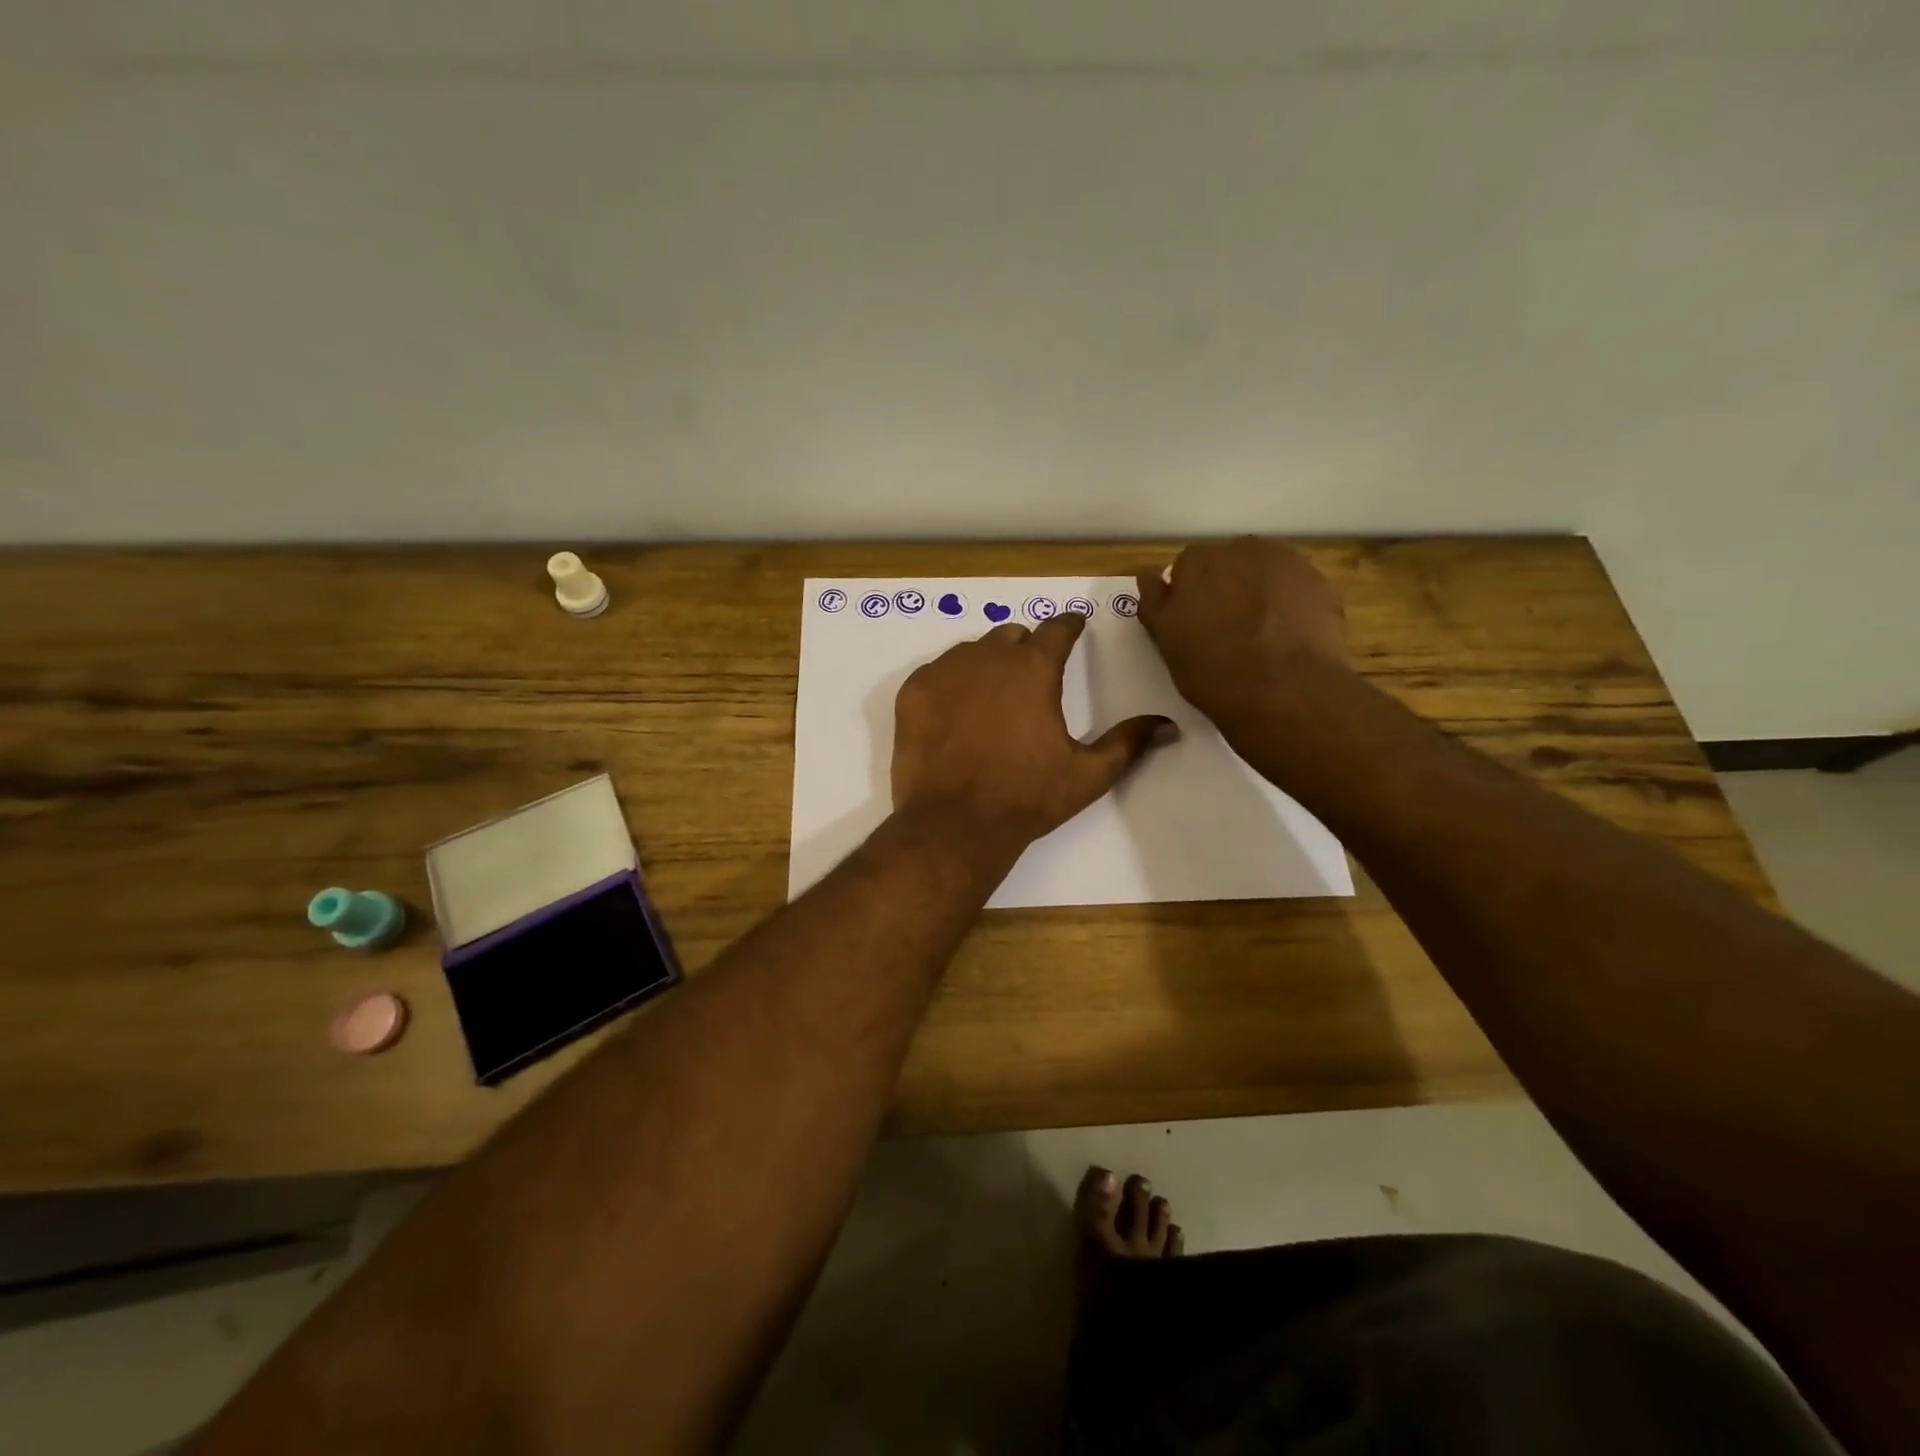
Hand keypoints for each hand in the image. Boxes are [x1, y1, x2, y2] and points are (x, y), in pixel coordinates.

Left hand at [892, 615, 1172, 853]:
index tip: (1073, 627)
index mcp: (1034, 669)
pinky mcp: (913, 692)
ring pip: (971, 651)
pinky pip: (937, 672)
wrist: (955, 824)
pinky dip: (949, 684)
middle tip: (1029, 682)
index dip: (1069, 626)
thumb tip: (1169, 726)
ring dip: (986, 665)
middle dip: (1025, 650)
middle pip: (1011, 636)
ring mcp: (944, 672)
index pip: (1057, 628)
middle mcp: (988, 657)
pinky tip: (954, 716)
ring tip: (989, 702)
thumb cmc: (1027, 798)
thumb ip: (1128, 743)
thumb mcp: (1088, 775)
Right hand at [1135, 538, 1350, 726]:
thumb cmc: (1212, 668)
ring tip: (1261, 636)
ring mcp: (1289, 565)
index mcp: (1200, 562)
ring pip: (1267, 574)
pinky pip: (1297, 591)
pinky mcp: (1322, 586)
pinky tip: (1289, 640)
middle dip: (1227, 587)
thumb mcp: (1166, 641)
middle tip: (1227, 629)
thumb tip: (1148, 575)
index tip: (1193, 622)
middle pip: (1230, 563)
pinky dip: (1291, 607)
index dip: (1190, 593)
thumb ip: (1154, 602)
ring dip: (1261, 593)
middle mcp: (1244, 550)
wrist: (1284, 691)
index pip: (1188, 566)